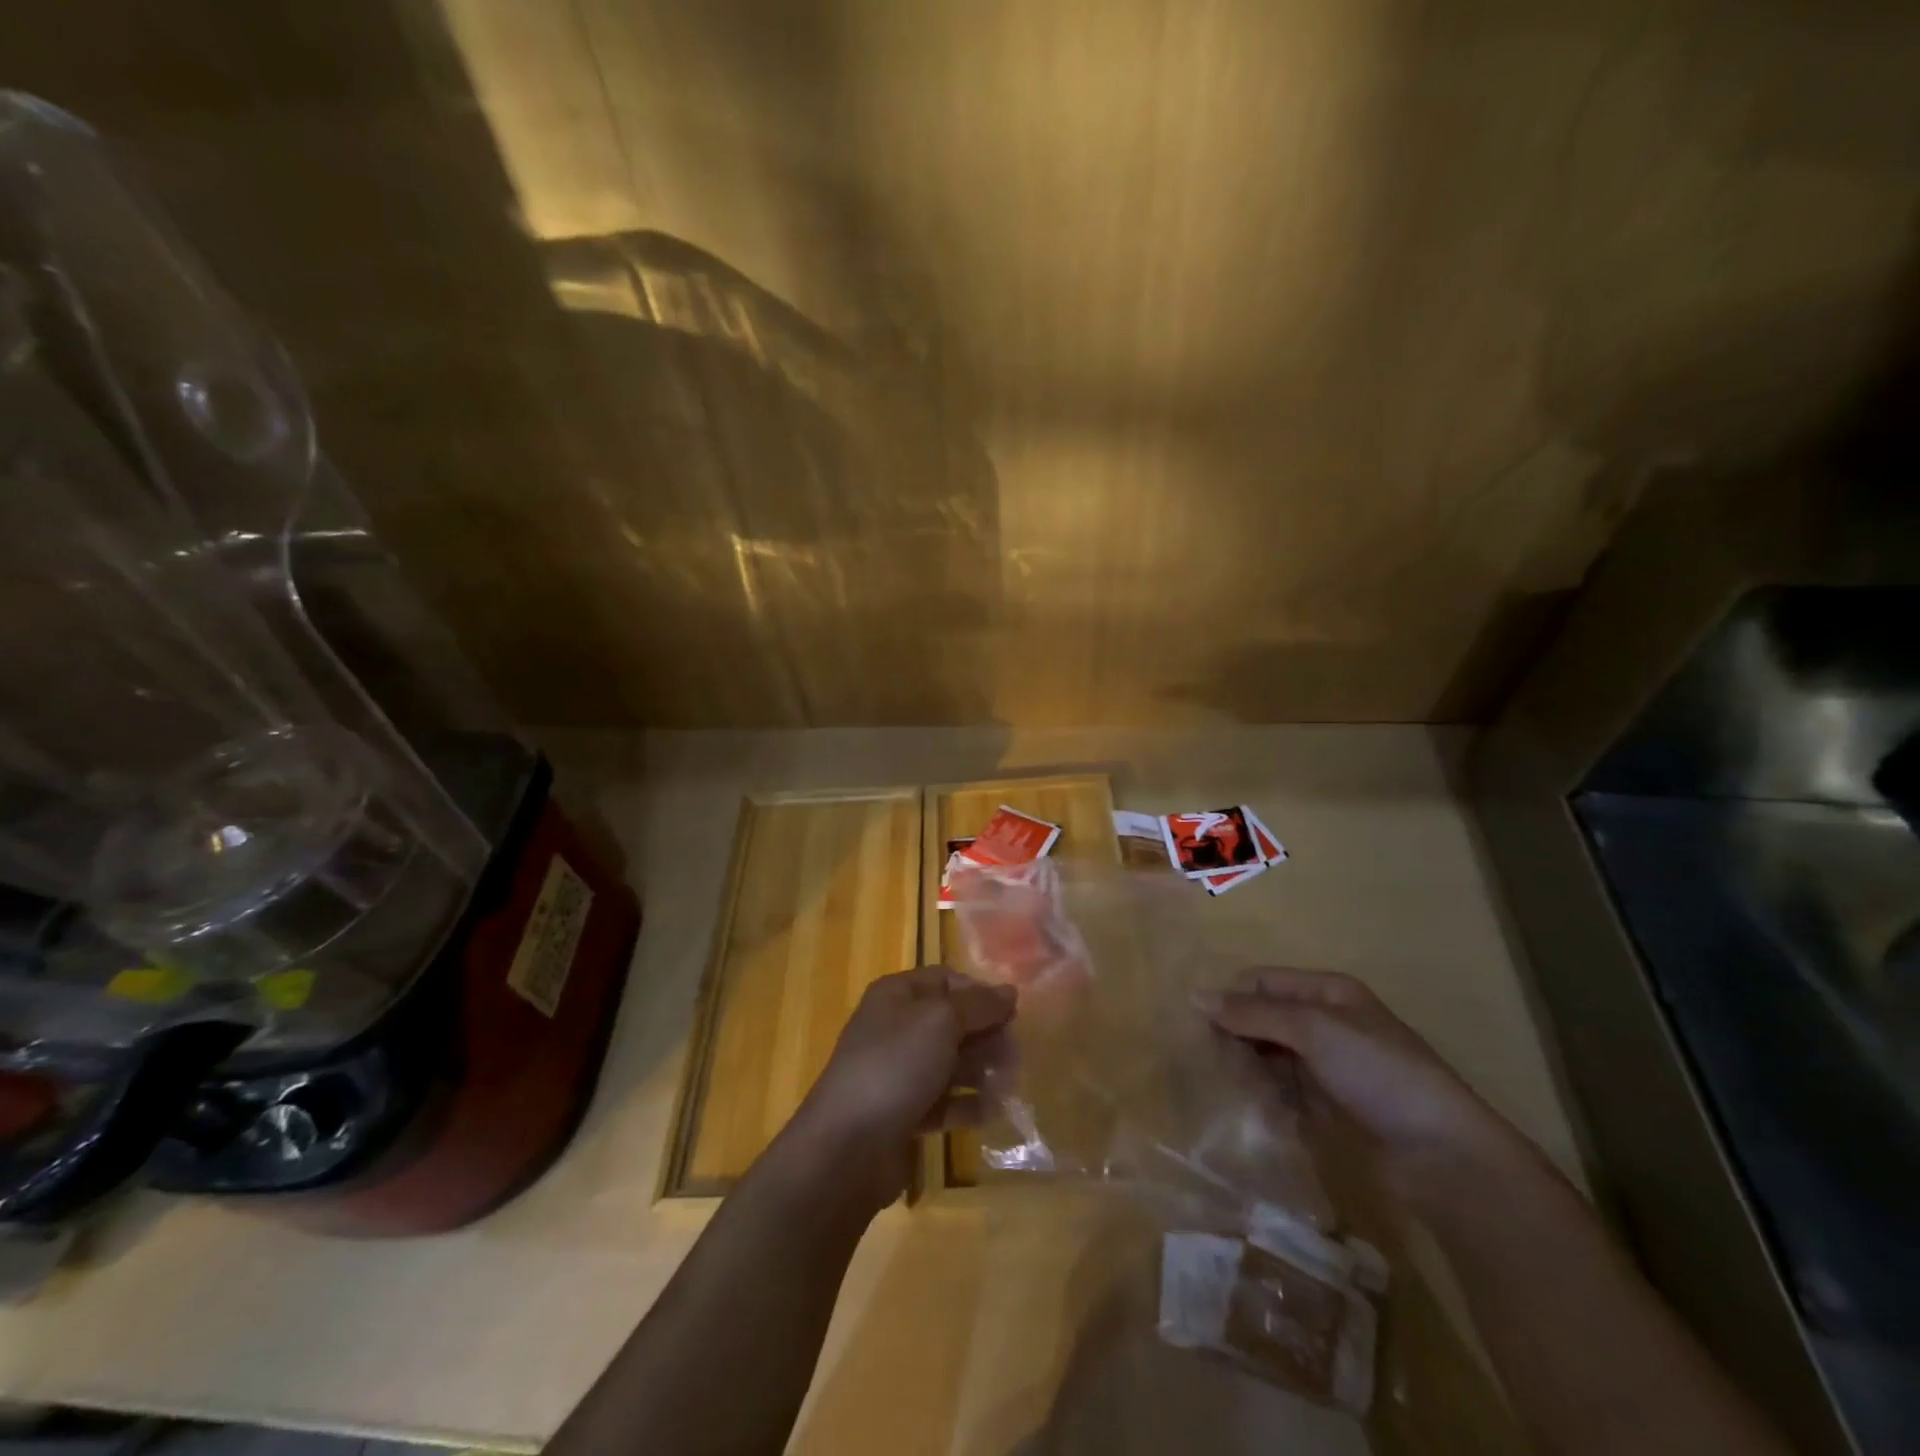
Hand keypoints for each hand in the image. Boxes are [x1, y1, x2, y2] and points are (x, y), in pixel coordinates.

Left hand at [790, 966, 1015, 1202]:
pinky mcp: (903, 1113)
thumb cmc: (895, 1066)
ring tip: (1006, 1086)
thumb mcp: (941, 1021)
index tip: (1012, 1016)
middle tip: (1014, 1057)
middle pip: (953, 1022)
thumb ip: (979, 1005)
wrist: (846, 1147)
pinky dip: (966, 1105)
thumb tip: (1009, 991)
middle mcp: (896, 1027)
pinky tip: (989, 1112)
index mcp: (898, 995)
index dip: (980, 994)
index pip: (948, 980)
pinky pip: (943, 1101)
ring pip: (950, 1062)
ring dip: (981, 1071)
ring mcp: (897, 1072)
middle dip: (986, 1036)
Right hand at [1200, 968, 1521, 1196]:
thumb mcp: (1313, 1030)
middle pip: (1263, 1019)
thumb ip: (1253, 1013)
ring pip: (1270, 1057)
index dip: (1232, 998)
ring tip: (1242, 1093)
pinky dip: (1270, 1099)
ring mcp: (1329, 1066)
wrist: (1443, 1154)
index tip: (1202, 1026)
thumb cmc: (1378, 1072)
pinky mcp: (1330, 1105)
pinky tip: (1264, 1113)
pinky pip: (1285, 1092)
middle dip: (1239, 1038)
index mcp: (1328, 992)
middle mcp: (1326, 1023)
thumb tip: (1195, 995)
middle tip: (1219, 1064)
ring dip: (1251, 1072)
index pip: (1262, 982)